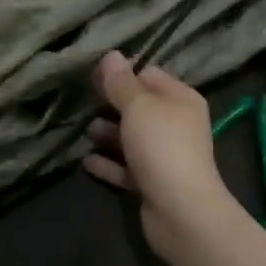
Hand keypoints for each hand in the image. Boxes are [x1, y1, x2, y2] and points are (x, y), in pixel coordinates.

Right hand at [84, 51, 229, 246]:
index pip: (149, 75)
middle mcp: (176, 124)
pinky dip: (109, 164)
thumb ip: (121, 82)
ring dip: (108, 134)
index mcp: (180, 99)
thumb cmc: (161, 146)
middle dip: (112, 105)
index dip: (122, 73)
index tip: (94, 75)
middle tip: (84, 101)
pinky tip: (86, 161)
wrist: (181, 211)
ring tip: (87, 132)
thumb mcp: (138, 106)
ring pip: (131, 138)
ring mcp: (165, 155)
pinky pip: (126, 168)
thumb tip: (111, 54)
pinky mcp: (153, 182)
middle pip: (139, 107)